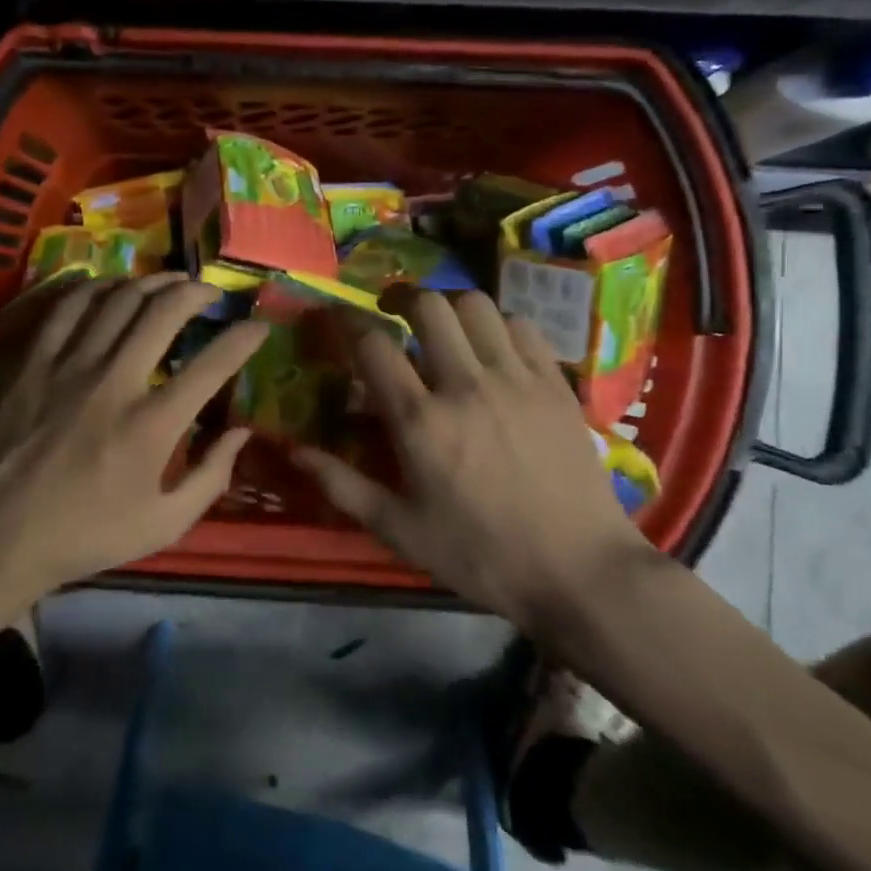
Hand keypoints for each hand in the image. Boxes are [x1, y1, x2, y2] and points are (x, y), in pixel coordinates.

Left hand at [0, 274, 268, 595]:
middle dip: (197, 292)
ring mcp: (69, 367)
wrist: (0, 536)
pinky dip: (95, 288)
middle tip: (211, 294)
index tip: (259, 326)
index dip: (244, 338)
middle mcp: (115, 382)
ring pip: (117, 300)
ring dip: (151, 283)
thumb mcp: (164, 525)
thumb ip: (211, 477)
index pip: (213, 365)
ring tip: (170, 283)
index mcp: (152, 425)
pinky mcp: (33, 363)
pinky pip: (67, 308)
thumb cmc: (88, 535)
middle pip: (163, 312)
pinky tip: (111, 288)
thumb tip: (241, 432)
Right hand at [293, 289, 653, 624]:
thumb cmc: (480, 554)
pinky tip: (492, 348)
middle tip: (393, 314)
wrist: (578, 570)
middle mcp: (466, 386)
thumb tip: (293, 451)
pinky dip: (498, 325)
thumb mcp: (400, 530)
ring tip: (443, 327)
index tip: (337, 320)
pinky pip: (522, 326)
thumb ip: (342, 485)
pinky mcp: (555, 384)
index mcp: (421, 422)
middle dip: (401, 300)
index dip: (347, 323)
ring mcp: (516, 379)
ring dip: (450, 307)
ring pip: (477, 306)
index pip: (373, 346)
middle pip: (428, 307)